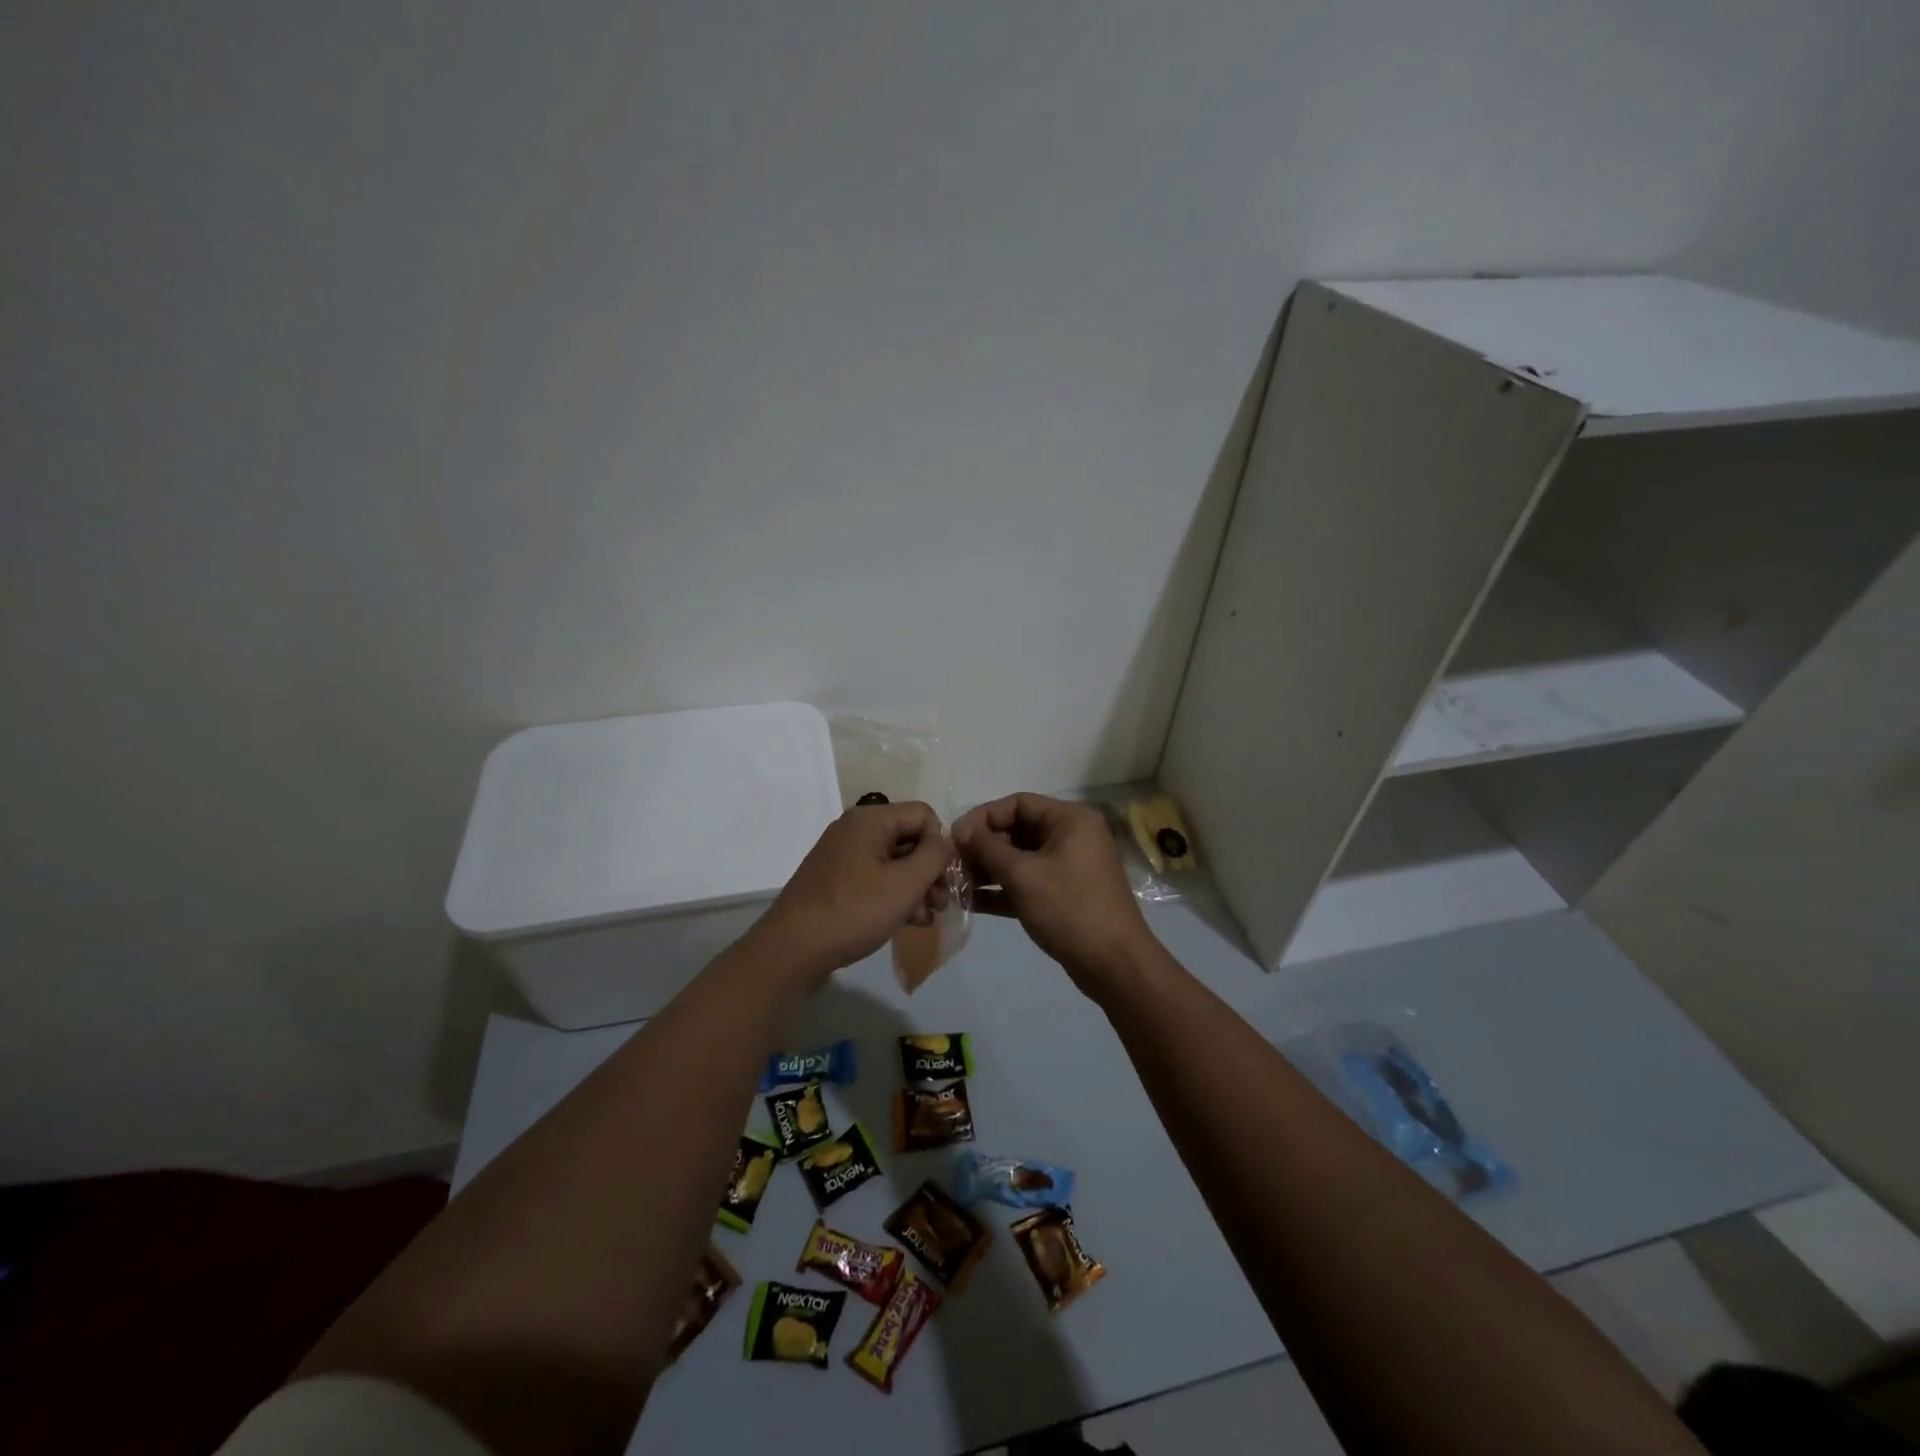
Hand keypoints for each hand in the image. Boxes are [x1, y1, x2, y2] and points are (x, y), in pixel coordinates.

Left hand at [749, 801, 953, 982]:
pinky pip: (876, 877)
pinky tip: (904, 922)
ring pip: (895, 861)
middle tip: (939, 904)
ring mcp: (843, 854)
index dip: (940, 845)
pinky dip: (893, 895)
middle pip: (909, 838)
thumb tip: (944, 842)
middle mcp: (855, 829)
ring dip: (915, 888)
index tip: (944, 880)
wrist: (792, 949)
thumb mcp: (905, 884)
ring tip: (923, 919)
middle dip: (930, 871)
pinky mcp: (836, 879)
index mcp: (870, 819)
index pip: (924, 815)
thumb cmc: (853, 911)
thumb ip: (934, 856)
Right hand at [954, 793, 1154, 994]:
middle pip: (1017, 830)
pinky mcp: (1063, 895)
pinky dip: (1002, 889)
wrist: (1115, 964)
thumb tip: (960, 830)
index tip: (955, 838)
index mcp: (1070, 820)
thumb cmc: (1070, 909)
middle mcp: (1072, 837)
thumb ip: (987, 848)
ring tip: (957, 885)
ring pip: (1020, 859)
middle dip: (983, 847)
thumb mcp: (1023, 875)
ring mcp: (1069, 867)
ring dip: (988, 869)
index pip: (1018, 803)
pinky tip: (972, 902)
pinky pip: (1027, 882)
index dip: (983, 817)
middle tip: (954, 865)